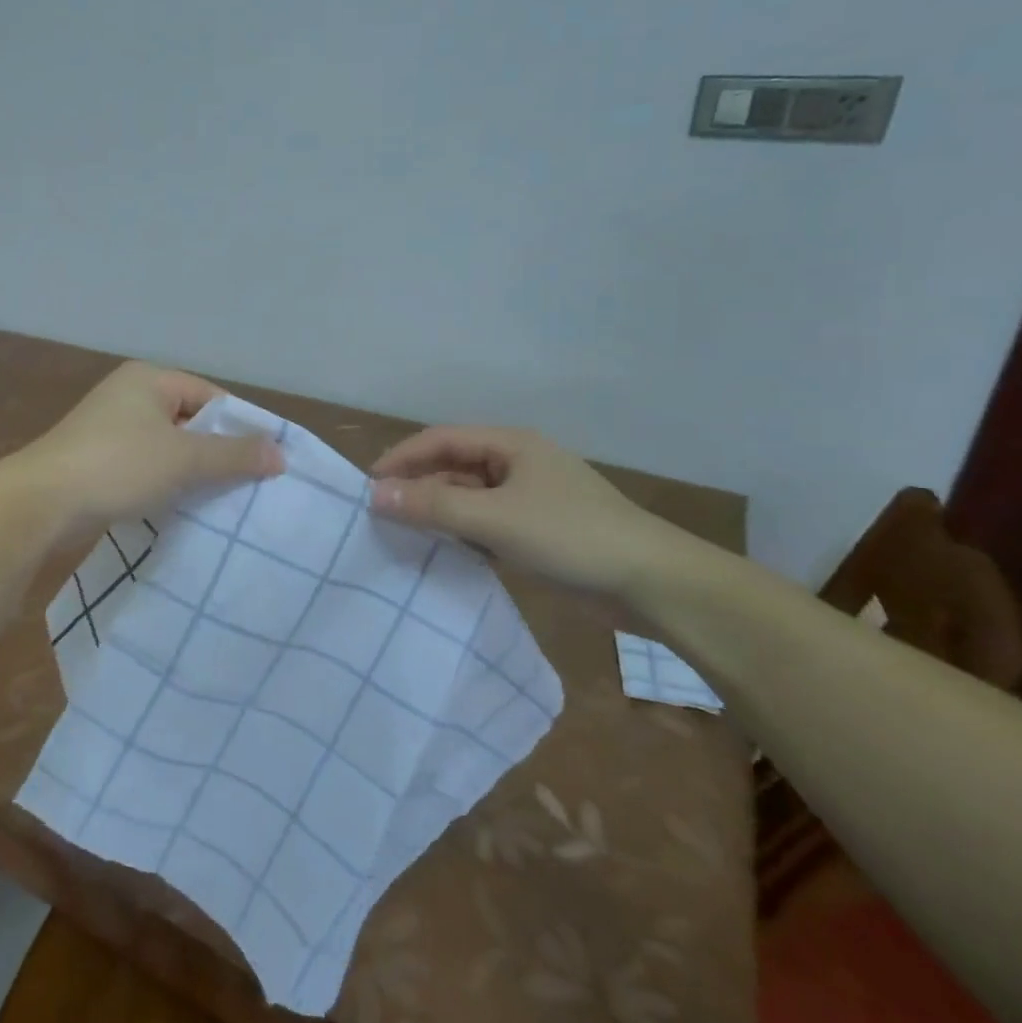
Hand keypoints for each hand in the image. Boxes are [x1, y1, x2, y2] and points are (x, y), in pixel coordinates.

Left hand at [17, 362, 282, 534]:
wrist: (42, 502)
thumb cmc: (118, 465)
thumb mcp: (184, 458)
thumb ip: (233, 454)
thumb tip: (280, 454)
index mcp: (149, 379)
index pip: (211, 396)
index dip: (239, 426)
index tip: (264, 460)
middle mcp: (129, 395)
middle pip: (190, 420)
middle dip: (217, 451)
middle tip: (248, 484)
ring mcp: (110, 427)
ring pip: (168, 446)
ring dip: (191, 471)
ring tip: (221, 500)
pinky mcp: (98, 458)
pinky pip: (146, 465)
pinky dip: (165, 482)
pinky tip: (181, 506)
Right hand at [369, 426, 701, 596]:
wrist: (653, 583)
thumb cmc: (571, 536)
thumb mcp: (494, 520)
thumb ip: (432, 507)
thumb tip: (374, 494)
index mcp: (511, 444)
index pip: (441, 439)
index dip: (402, 457)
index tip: (368, 485)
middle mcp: (518, 463)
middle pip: (454, 466)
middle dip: (418, 486)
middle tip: (381, 514)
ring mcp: (531, 497)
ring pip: (470, 496)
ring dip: (439, 512)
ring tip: (404, 535)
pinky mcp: (540, 529)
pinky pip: (487, 522)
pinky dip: (463, 533)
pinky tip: (447, 552)